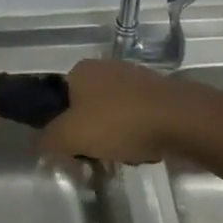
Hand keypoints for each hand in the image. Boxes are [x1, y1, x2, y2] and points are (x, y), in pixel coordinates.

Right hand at [41, 57, 200, 163]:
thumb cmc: (118, 122)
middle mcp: (104, 67)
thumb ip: (49, 139)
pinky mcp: (158, 92)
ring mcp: (133, 77)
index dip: (63, 125)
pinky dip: (139, 134)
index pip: (59, 99)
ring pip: (113, 115)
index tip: (74, 147)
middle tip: (99, 155)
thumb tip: (42, 142)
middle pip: (87, 108)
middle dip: (93, 134)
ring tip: (128, 155)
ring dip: (117, 136)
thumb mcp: (71, 136)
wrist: (180, 119)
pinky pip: (138, 117)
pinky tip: (148, 149)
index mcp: (79, 70)